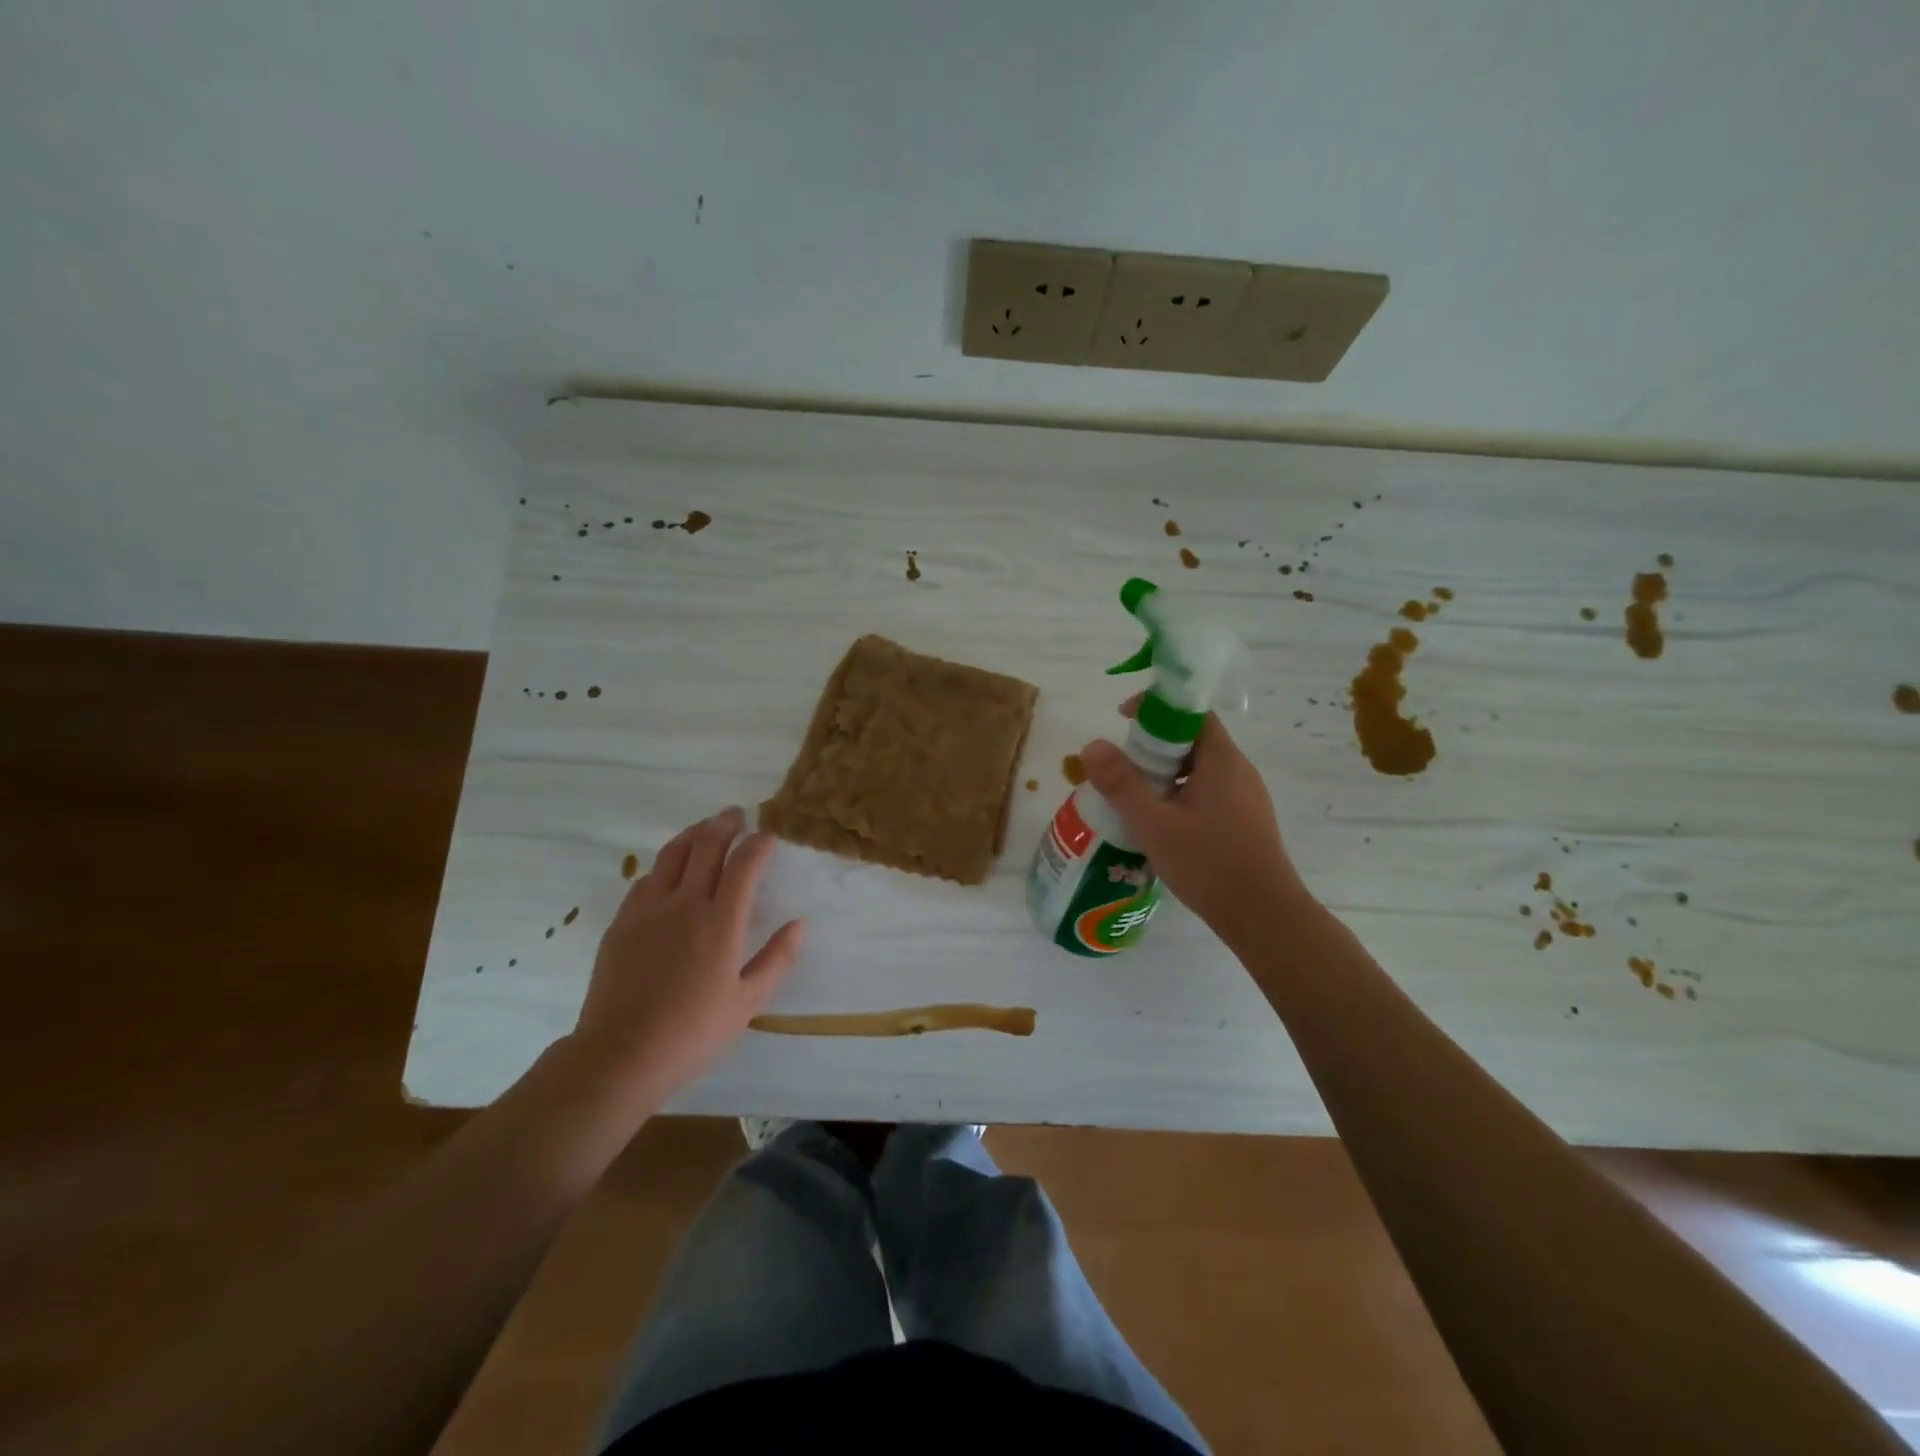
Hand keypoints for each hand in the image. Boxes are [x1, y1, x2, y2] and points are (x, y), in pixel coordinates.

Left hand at [570, 807, 803, 1103]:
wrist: (620, 1055)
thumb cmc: (692, 1033)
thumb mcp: (747, 1003)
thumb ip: (777, 959)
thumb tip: (799, 924)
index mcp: (721, 922)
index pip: (744, 865)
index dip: (759, 843)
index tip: (769, 834)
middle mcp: (685, 904)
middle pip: (706, 846)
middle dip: (725, 824)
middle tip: (737, 814)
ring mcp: (648, 910)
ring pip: (672, 854)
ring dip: (693, 834)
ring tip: (705, 827)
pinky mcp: (622, 922)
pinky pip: (646, 879)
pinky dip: (664, 864)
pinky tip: (669, 870)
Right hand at [1079, 712, 1309, 946]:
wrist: (1264, 917)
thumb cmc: (1209, 864)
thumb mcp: (1154, 824)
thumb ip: (1121, 784)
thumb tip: (1093, 745)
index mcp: (1222, 760)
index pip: (1191, 713)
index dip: (1156, 709)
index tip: (1123, 720)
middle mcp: (1239, 771)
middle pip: (1194, 740)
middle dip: (1154, 746)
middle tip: (1122, 767)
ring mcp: (1247, 798)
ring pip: (1200, 770)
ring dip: (1166, 775)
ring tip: (1135, 798)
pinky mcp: (1246, 822)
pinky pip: (1209, 793)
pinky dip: (1181, 795)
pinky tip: (1162, 825)